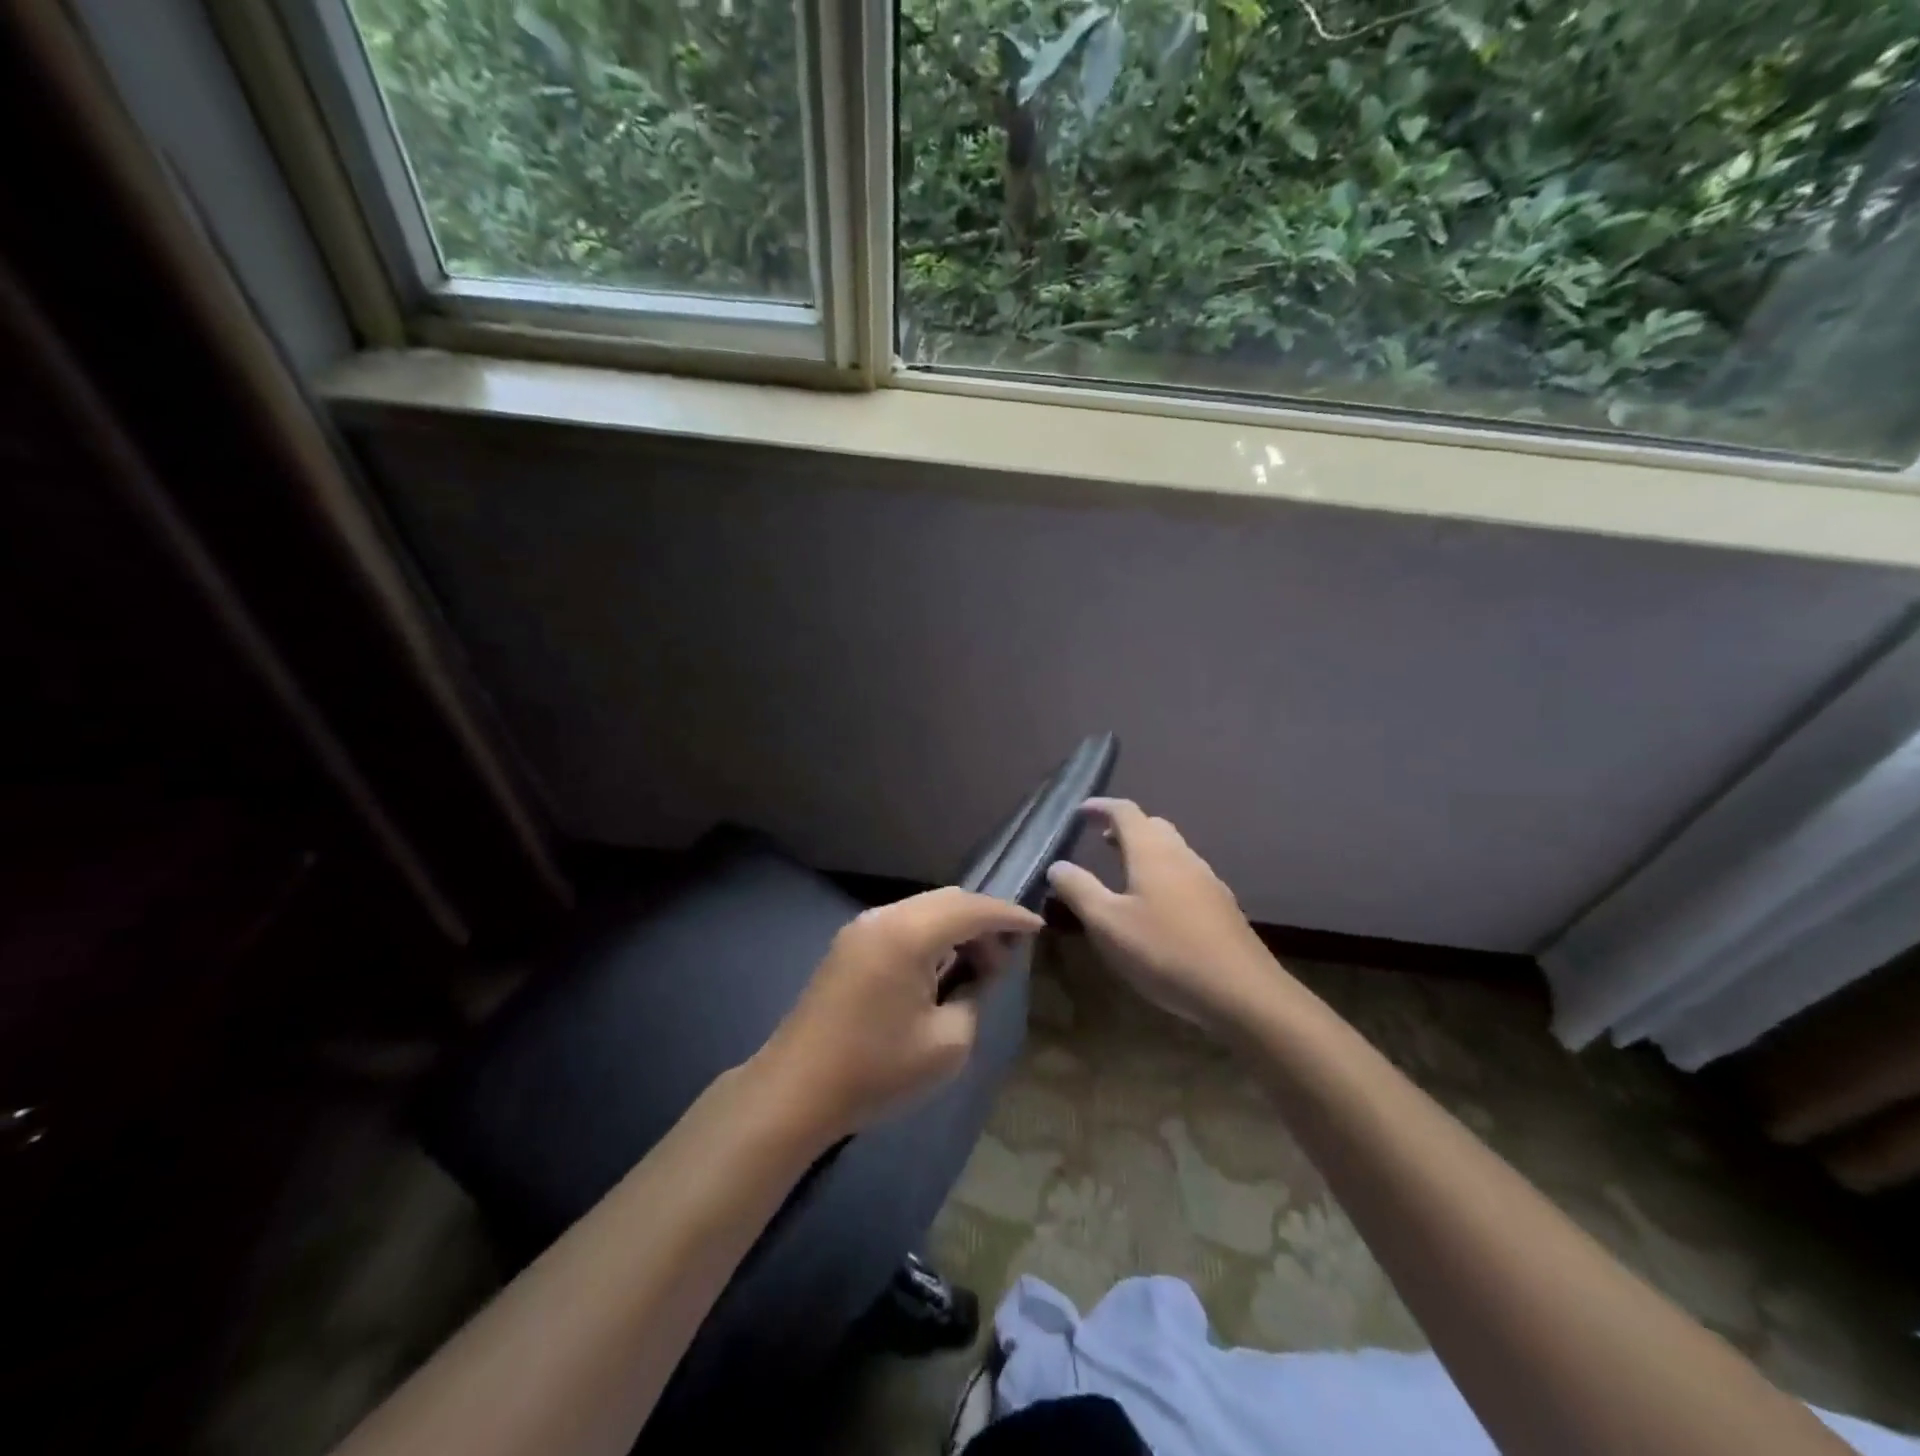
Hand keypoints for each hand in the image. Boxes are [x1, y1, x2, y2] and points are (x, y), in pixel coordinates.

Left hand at [755, 887, 1042, 1143]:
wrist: (795, 1091)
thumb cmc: (877, 1071)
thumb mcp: (948, 1043)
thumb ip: (975, 995)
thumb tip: (981, 971)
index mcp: (909, 933)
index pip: (973, 908)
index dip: (1009, 916)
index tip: (1037, 927)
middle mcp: (884, 917)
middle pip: (948, 900)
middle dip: (983, 920)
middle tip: (1008, 957)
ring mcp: (861, 928)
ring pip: (923, 909)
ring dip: (955, 927)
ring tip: (978, 966)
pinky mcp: (848, 945)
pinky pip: (902, 924)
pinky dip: (930, 935)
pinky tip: (941, 967)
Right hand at [1046, 798, 1282, 1036]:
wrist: (1242, 992)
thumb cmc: (1165, 952)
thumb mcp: (1107, 924)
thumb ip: (1079, 890)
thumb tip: (1058, 865)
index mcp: (1152, 852)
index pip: (1125, 812)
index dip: (1100, 807)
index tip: (1080, 812)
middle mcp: (1182, 857)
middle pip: (1153, 826)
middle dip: (1125, 827)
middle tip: (1100, 840)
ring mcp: (1207, 881)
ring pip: (1172, 851)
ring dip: (1145, 851)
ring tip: (1124, 872)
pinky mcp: (1221, 906)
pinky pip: (1186, 874)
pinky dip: (1163, 874)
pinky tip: (1157, 906)